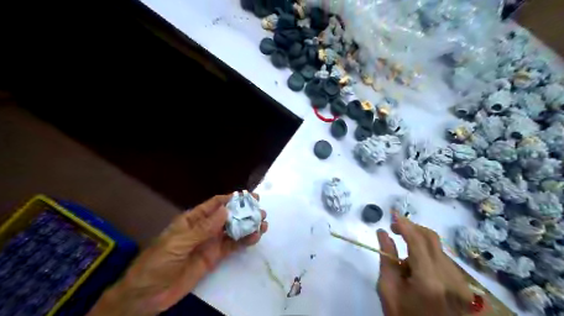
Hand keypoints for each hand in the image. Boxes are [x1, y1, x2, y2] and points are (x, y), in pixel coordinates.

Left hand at [89, 194, 267, 314]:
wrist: (147, 295)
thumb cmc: (158, 262)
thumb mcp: (178, 243)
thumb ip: (203, 228)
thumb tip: (225, 211)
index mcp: (193, 219)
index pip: (215, 204)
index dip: (231, 199)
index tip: (248, 197)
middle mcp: (205, 228)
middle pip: (228, 216)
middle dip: (244, 212)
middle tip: (260, 210)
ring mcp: (211, 242)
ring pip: (233, 230)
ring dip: (248, 226)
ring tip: (263, 223)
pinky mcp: (215, 257)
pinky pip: (233, 246)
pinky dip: (244, 241)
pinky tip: (255, 237)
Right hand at [376, 215, 471, 315]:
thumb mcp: (388, 290)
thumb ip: (386, 258)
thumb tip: (382, 233)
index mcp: (428, 281)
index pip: (417, 241)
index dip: (404, 224)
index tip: (392, 214)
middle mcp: (449, 278)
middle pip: (431, 238)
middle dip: (412, 227)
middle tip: (395, 228)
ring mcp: (460, 282)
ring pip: (438, 247)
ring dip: (419, 241)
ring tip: (404, 254)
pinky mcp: (463, 285)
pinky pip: (443, 258)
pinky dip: (428, 253)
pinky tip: (417, 266)